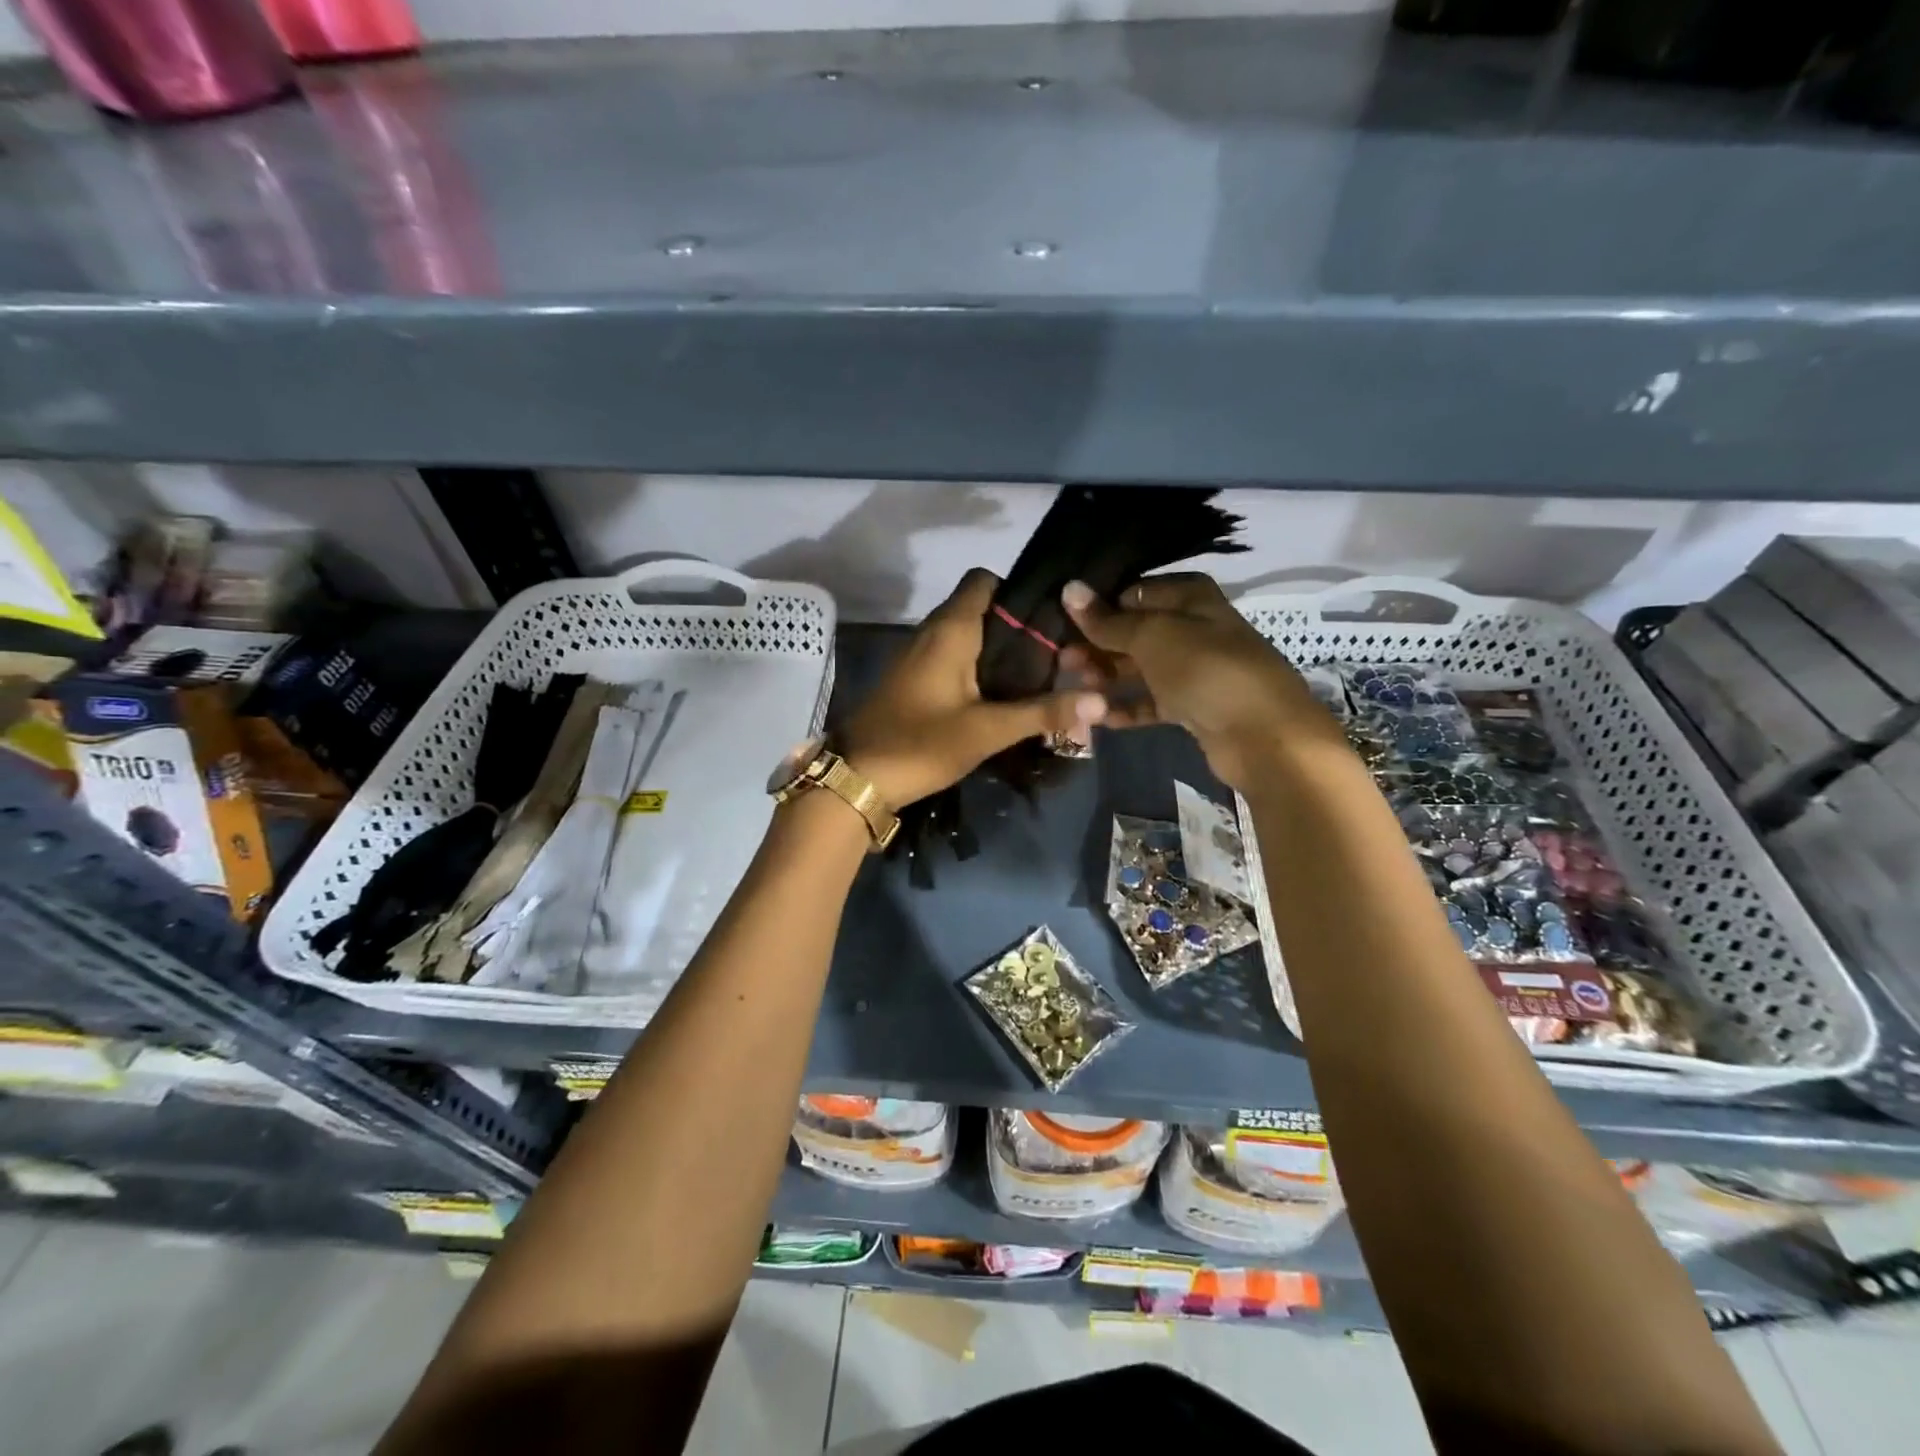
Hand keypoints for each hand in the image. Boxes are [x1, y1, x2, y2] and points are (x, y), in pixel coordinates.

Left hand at [839, 569, 1106, 808]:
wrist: (856, 777)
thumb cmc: (920, 744)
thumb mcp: (987, 731)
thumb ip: (1043, 713)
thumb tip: (1101, 701)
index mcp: (950, 629)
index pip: (984, 580)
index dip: (1018, 591)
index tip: (1051, 620)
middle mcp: (933, 632)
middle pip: (981, 608)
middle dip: (1017, 627)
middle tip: (1058, 655)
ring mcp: (919, 656)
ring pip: (967, 636)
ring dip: (998, 651)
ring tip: (1038, 676)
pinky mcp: (914, 680)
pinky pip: (953, 659)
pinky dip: (978, 669)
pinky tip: (1000, 698)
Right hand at [1060, 573, 1345, 789]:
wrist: (1263, 734)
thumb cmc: (1206, 670)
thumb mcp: (1152, 637)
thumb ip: (1108, 620)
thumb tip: (1069, 588)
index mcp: (1190, 599)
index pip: (1134, 594)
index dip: (1099, 608)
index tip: (1063, 623)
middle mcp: (1193, 630)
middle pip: (1135, 633)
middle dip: (1098, 645)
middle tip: (1062, 661)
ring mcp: (1194, 671)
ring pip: (1141, 669)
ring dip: (1107, 677)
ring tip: (1076, 687)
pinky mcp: (1193, 708)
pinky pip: (1151, 702)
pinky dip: (1127, 707)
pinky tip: (1098, 717)